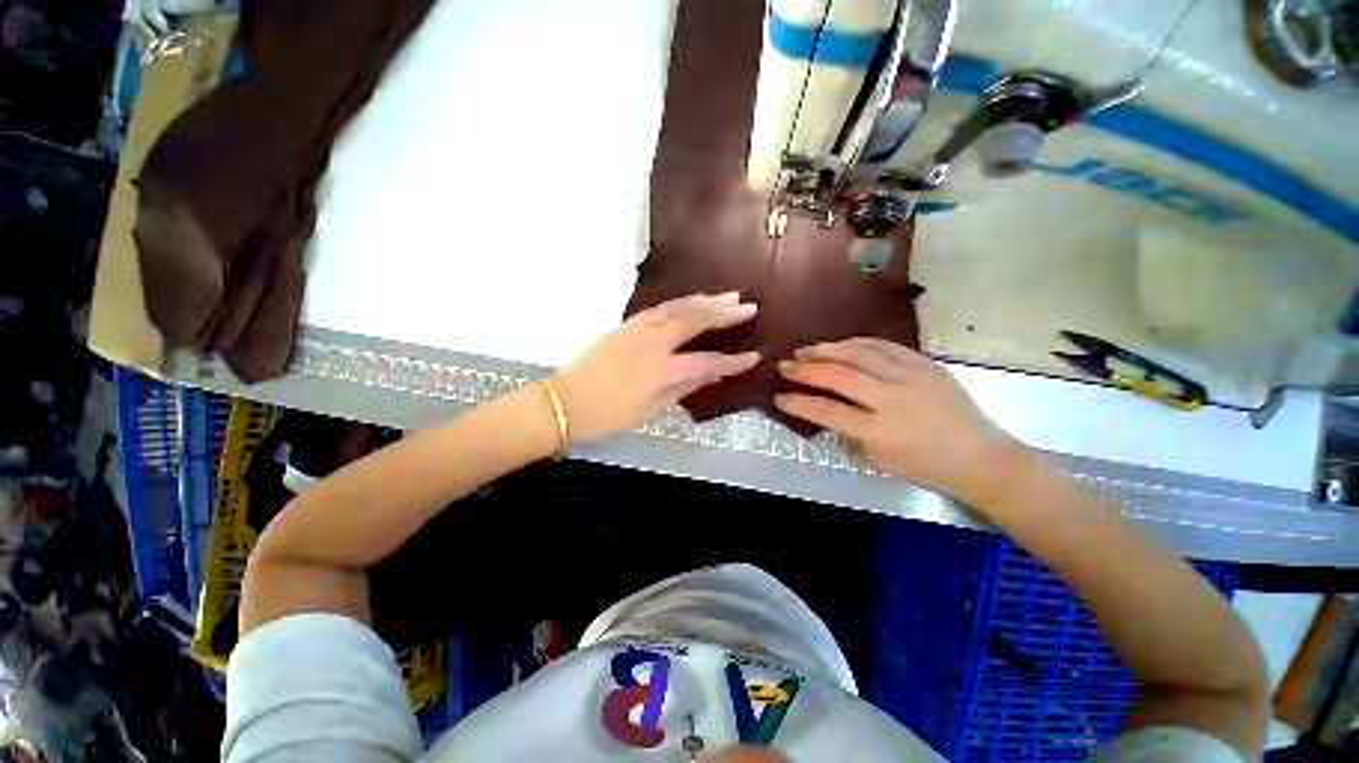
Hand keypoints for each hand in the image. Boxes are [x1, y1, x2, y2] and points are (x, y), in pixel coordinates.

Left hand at [554, 292, 760, 439]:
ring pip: (676, 307)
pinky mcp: (624, 324)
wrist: (564, 401)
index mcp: (658, 370)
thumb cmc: (608, 415)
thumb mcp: (650, 409)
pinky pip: (659, 308)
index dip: (732, 361)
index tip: (754, 356)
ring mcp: (636, 329)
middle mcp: (650, 343)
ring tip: (727, 296)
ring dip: (704, 300)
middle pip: (693, 320)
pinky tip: (693, 301)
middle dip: (723, 313)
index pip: (705, 362)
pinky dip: (681, 302)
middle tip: (748, 306)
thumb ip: (683, 388)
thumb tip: (712, 375)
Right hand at [774, 338, 1036, 506]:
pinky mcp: (925, 364)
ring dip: (827, 350)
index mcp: (878, 431)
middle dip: (805, 369)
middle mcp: (892, 399)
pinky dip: (857, 342)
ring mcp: (911, 377)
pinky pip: (885, 346)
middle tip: (785, 364)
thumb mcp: (878, 461)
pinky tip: (841, 344)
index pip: (825, 410)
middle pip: (838, 376)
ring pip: (859, 354)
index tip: (778, 396)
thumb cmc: (926, 467)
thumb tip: (824, 412)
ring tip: (806, 349)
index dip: (797, 402)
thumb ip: (846, 435)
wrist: (981, 457)